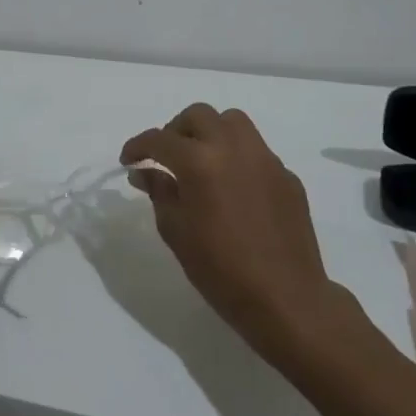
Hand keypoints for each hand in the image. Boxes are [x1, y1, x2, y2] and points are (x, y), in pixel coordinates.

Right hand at [122, 104, 344, 368]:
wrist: (286, 300)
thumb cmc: (221, 271)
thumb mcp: (176, 232)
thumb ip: (159, 193)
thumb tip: (144, 172)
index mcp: (200, 162)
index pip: (160, 139)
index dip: (138, 146)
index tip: (128, 160)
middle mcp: (233, 148)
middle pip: (198, 116)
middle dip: (175, 130)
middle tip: (166, 157)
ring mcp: (265, 159)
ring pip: (232, 122)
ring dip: (210, 132)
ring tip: (201, 161)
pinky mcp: (286, 175)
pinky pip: (256, 150)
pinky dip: (237, 156)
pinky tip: (232, 187)